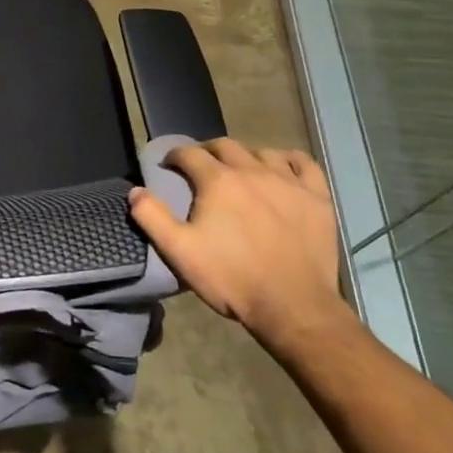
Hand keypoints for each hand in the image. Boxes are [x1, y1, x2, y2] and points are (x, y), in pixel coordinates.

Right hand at [126, 138, 344, 341]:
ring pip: (263, 152)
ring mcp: (289, 183)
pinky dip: (289, 160)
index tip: (169, 166)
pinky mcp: (317, 198)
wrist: (292, 307)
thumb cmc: (231, 278)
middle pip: (225, 146)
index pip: (190, 153)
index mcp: (218, 181)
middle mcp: (253, 171)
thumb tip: (135, 191)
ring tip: (239, 171)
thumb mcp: (179, 251)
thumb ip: (152, 217)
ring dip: (245, 156)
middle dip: (207, 151)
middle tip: (200, 168)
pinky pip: (304, 164)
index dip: (175, 156)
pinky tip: (282, 168)